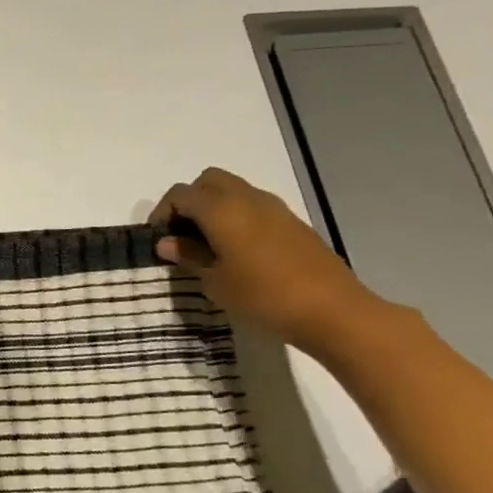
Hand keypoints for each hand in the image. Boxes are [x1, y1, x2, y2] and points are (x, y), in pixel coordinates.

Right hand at [149, 167, 393, 358]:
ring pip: (233, 191)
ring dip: (214, 208)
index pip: (180, 194)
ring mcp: (275, 208)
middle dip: (189, 202)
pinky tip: (237, 251)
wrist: (333, 311)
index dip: (162, 213)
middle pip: (208, 181)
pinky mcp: (292, 223)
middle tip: (182, 234)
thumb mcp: (215, 282)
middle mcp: (248, 198)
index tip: (159, 240)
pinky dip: (236, 217)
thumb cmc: (263, 296)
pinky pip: (253, 206)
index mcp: (222, 209)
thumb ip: (189, 256)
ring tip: (207, 244)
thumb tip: (167, 243)